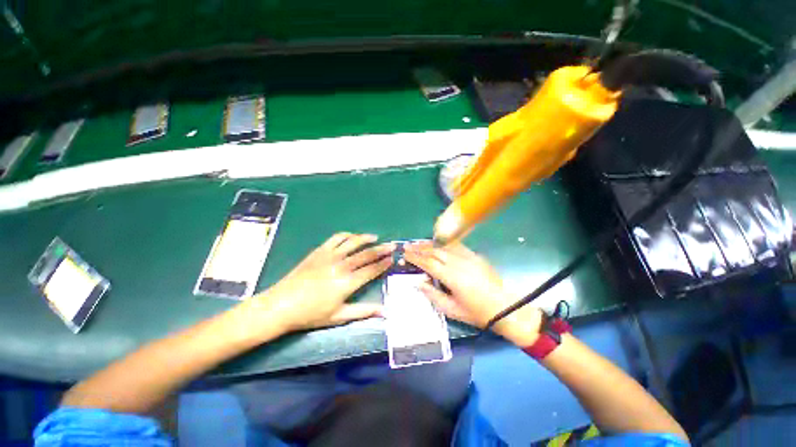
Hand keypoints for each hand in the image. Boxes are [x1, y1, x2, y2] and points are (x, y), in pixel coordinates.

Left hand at [247, 233, 393, 334]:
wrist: (281, 305)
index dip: (383, 263)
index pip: (371, 269)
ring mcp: (330, 256)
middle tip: (392, 245)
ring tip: (375, 237)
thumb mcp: (338, 317)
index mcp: (347, 283)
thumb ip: (363, 312)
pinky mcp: (320, 251)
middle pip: (366, 254)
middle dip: (381, 249)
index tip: (392, 258)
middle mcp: (341, 266)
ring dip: (366, 238)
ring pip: (353, 242)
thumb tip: (384, 312)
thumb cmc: (311, 314)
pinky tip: (353, 237)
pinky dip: (347, 235)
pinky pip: (337, 238)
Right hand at [404, 242, 542, 345]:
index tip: (405, 253)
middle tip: (408, 246)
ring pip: (445, 246)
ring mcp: (469, 257)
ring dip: (430, 244)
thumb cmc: (477, 313)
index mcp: (452, 277)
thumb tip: (418, 282)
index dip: (415, 257)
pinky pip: (456, 246)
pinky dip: (444, 244)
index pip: (429, 263)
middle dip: (420, 248)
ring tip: (419, 243)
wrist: (506, 308)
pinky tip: (438, 244)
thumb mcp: (452, 310)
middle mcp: (459, 263)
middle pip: (435, 251)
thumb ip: (433, 295)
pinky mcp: (476, 256)